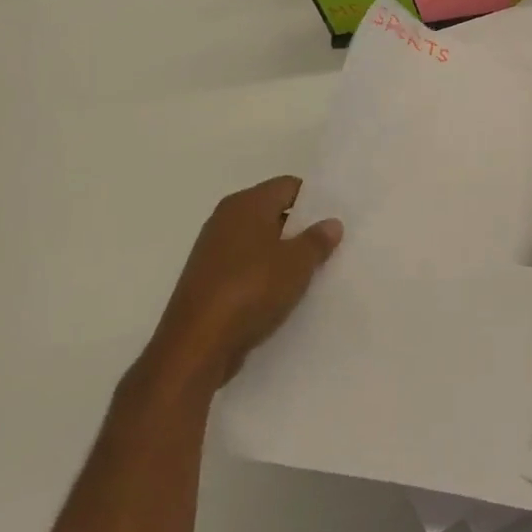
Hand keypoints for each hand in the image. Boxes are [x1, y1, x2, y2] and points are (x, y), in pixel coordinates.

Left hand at [140, 176, 341, 393]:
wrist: (196, 346)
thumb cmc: (250, 290)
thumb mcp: (296, 264)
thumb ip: (317, 240)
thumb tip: (331, 222)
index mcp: (246, 203)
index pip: (288, 186)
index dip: (314, 199)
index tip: (335, 218)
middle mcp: (226, 218)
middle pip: (273, 212)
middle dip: (300, 228)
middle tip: (330, 245)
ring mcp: (213, 250)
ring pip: (259, 241)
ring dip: (282, 254)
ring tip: (311, 272)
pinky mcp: (207, 279)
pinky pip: (245, 266)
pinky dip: (263, 274)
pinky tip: (282, 294)